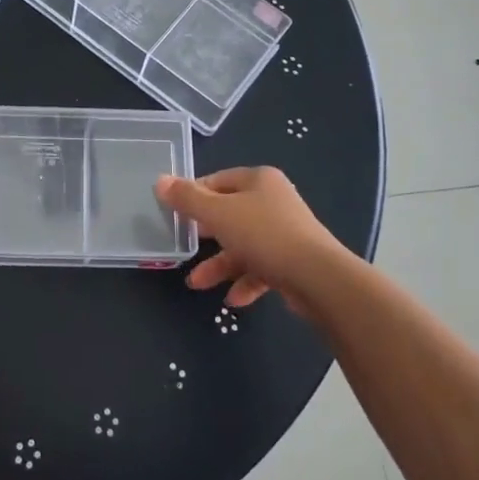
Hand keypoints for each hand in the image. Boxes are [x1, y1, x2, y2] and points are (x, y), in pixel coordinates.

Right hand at [155, 166, 353, 313]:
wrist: (318, 278)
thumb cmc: (263, 235)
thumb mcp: (218, 214)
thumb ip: (188, 199)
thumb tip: (160, 180)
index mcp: (259, 180)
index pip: (218, 180)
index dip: (194, 195)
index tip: (174, 214)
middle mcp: (274, 201)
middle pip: (230, 214)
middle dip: (205, 235)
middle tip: (183, 245)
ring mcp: (285, 232)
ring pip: (243, 245)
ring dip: (220, 264)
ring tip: (197, 284)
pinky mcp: (293, 262)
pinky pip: (261, 268)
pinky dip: (245, 281)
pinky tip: (233, 299)